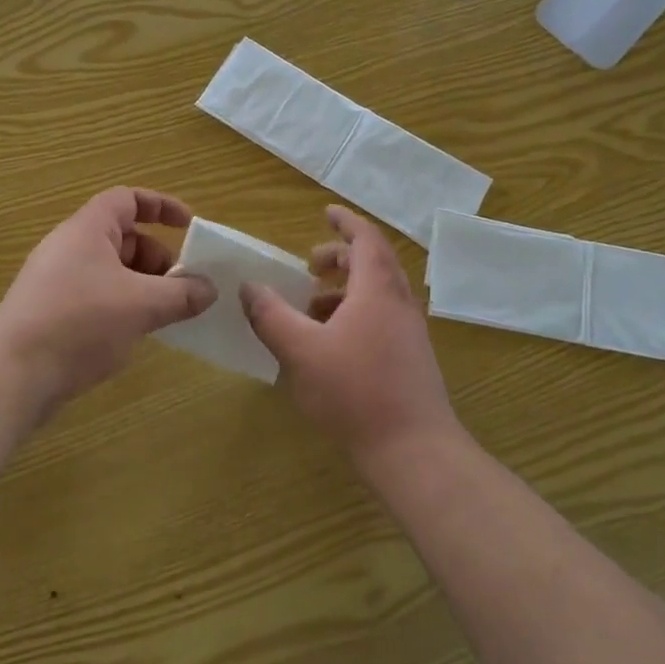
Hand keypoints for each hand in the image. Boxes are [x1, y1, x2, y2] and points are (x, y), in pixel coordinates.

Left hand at [0, 188, 216, 412]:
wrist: (11, 373)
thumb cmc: (80, 322)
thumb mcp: (141, 305)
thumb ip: (181, 294)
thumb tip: (209, 289)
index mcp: (88, 229)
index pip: (128, 199)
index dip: (161, 206)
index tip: (188, 226)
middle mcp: (70, 247)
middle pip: (123, 238)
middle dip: (157, 258)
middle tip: (181, 287)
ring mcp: (57, 281)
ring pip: (111, 271)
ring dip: (142, 286)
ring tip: (164, 315)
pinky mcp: (51, 312)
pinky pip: (96, 296)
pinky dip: (122, 306)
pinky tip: (134, 334)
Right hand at [241, 206, 458, 465]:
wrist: (414, 451)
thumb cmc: (355, 392)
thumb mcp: (301, 351)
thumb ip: (271, 316)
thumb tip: (249, 287)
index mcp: (377, 289)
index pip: (365, 238)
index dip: (345, 222)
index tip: (325, 212)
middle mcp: (399, 303)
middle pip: (373, 263)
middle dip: (340, 257)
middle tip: (308, 266)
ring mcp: (410, 332)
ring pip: (377, 293)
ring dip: (345, 290)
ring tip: (311, 307)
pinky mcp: (411, 358)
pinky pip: (381, 318)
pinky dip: (355, 314)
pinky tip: (330, 345)